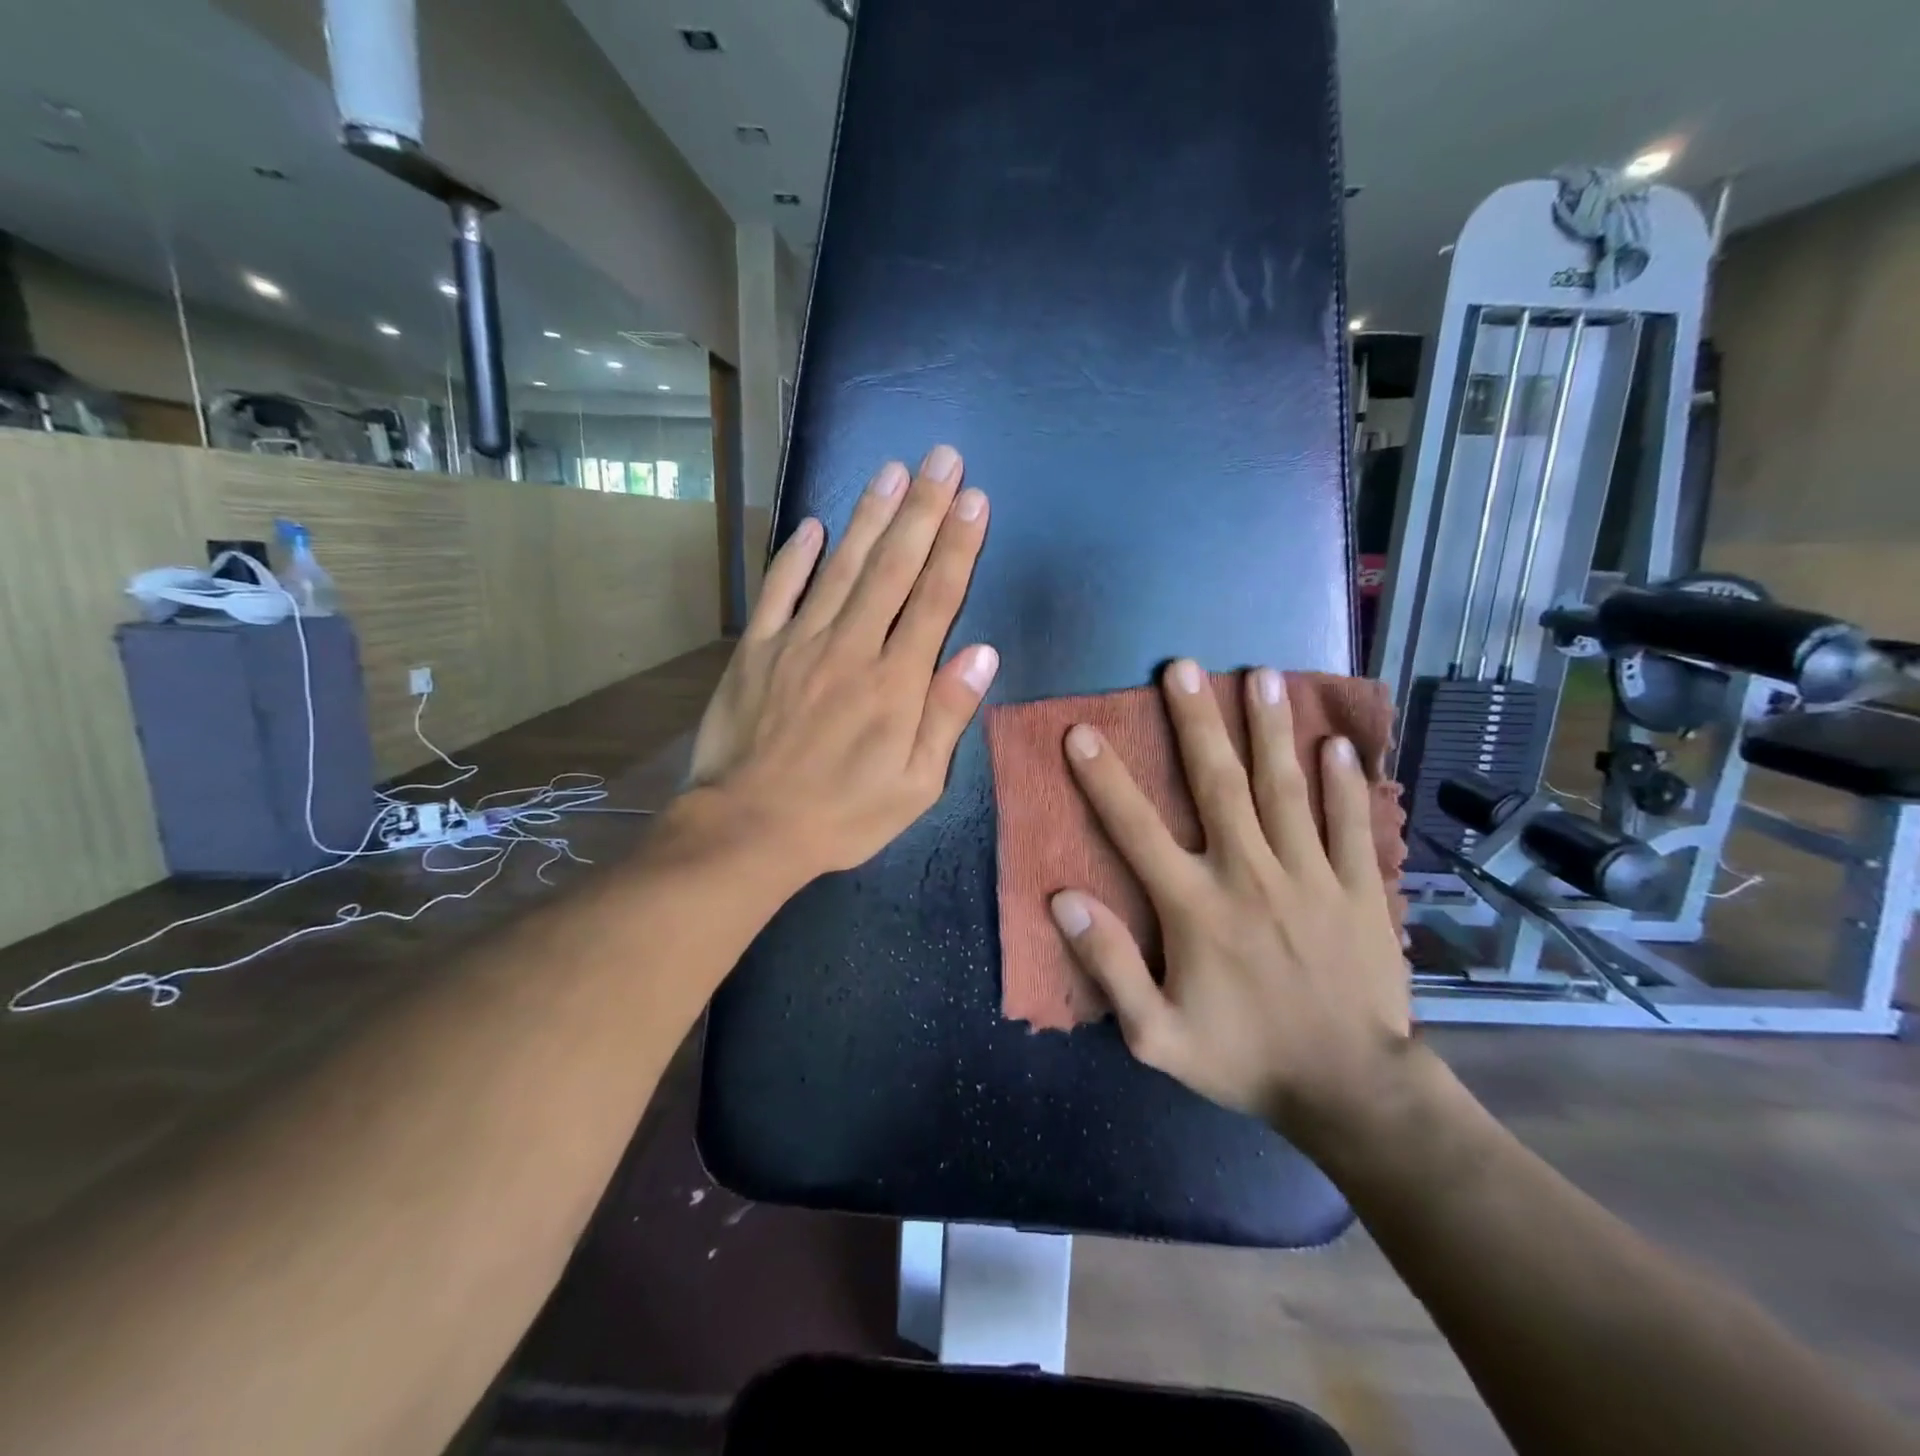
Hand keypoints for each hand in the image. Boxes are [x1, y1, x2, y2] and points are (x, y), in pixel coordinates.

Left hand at [687, 446, 997, 879]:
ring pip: (841, 566)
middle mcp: (851, 648)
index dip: (958, 546)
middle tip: (942, 458)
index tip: (975, 499)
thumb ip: (947, 716)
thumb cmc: (843, 815)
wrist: (749, 829)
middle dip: (923, 509)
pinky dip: (794, 555)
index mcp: (896, 682)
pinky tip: (811, 524)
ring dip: (869, 515)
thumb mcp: (915, 786)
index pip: (935, 600)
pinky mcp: (757, 649)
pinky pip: (778, 591)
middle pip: (893, 567)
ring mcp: (799, 643)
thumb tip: (982, 654)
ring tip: (893, 469)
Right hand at [1048, 660, 1410, 1146]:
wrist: (1350, 1091)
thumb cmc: (1244, 1058)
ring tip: (1262, 676)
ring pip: (1286, 789)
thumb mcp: (1157, 1035)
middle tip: (1183, 668)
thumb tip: (1063, 898)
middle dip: (1198, 723)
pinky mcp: (1359, 889)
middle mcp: (1250, 874)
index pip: (1137, 829)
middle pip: (1219, 784)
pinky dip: (1342, 783)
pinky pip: (1350, 825)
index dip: (1105, 779)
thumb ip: (1109, 964)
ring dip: (1270, 730)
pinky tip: (1334, 743)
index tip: (1082, 732)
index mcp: (1196, 906)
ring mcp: (1311, 876)